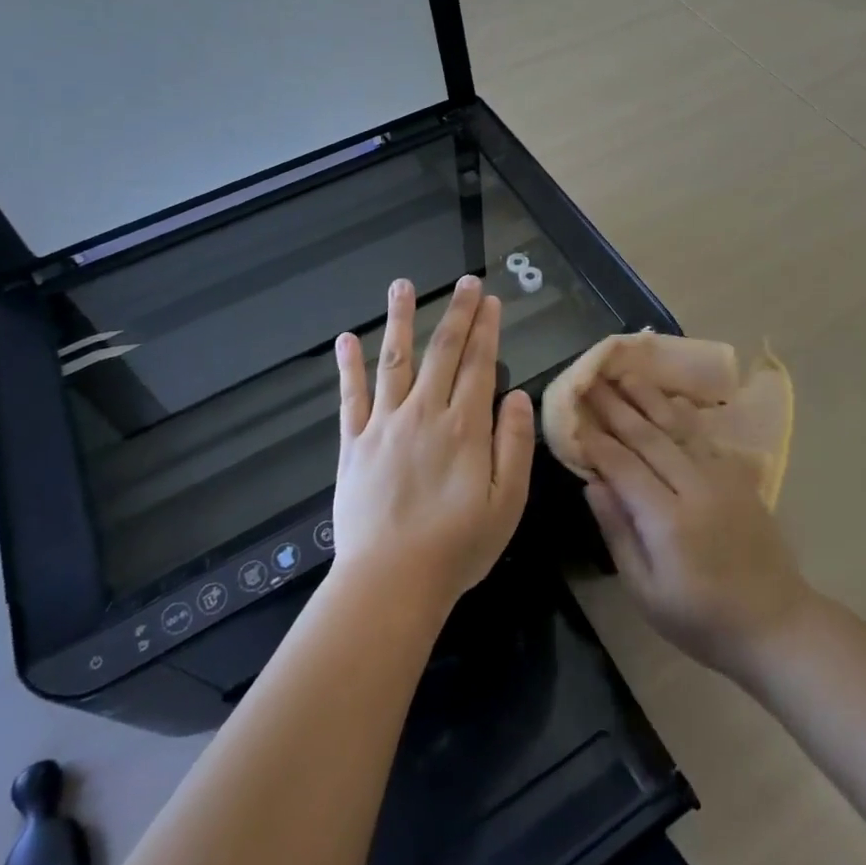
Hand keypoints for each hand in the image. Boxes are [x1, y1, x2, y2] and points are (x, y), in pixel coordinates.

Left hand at [332, 276, 534, 617]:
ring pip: (394, 361)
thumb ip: (514, 445)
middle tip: (466, 282)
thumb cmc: (457, 547)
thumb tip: (519, 395)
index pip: (479, 364)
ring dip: (400, 320)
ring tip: (402, 285)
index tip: (491, 300)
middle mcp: (424, 413)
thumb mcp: (507, 503)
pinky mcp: (353, 444)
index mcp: (464, 427)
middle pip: (442, 351)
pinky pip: (351, 397)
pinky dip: (349, 367)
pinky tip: (346, 339)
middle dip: (457, 313)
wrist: (390, 582)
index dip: (486, 329)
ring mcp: (384, 425)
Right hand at [581, 376, 812, 680]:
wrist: (776, 623)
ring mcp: (720, 477)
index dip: (596, 440)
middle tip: (590, 381)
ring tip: (624, 374)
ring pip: (678, 426)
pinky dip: (682, 412)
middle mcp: (694, 487)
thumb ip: (618, 532)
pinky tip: (667, 398)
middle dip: (615, 406)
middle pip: (648, 436)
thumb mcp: (646, 590)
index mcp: (668, 520)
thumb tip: (592, 483)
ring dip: (648, 397)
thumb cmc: (701, 618)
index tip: (573, 416)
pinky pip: (704, 434)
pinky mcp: (738, 476)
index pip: (623, 466)